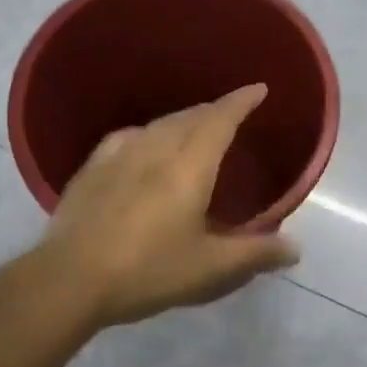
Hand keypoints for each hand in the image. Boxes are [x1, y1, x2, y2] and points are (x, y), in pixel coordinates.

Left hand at [34, 84, 299, 328]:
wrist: (71, 278)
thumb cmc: (148, 270)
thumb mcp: (209, 268)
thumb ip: (255, 253)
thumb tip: (295, 248)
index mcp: (189, 166)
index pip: (220, 119)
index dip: (241, 101)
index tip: (258, 89)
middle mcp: (156, 148)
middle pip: (191, 116)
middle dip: (215, 110)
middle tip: (231, 114)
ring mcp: (120, 153)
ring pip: (160, 123)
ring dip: (183, 119)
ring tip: (194, 127)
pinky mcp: (93, 166)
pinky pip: (129, 135)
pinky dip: (149, 133)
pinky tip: (143, 143)